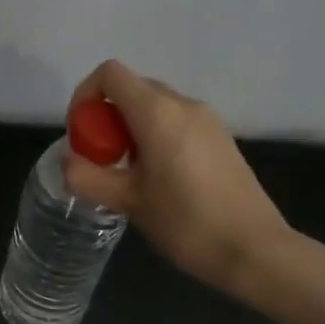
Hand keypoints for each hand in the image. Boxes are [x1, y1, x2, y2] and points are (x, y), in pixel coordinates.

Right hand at [60, 60, 295, 299]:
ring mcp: (207, 120)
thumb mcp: (128, 202)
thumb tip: (69, 163)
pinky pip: (177, 121)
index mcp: (157, 112)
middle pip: (132, 88)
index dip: (85, 94)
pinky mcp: (221, 138)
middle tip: (101, 157)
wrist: (255, 250)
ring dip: (131, 127)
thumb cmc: (186, 222)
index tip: (81, 134)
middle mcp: (184, 105)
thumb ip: (89, 178)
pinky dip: (155, 135)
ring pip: (155, 105)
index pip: (110, 74)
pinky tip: (159, 177)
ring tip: (128, 172)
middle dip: (107, 115)